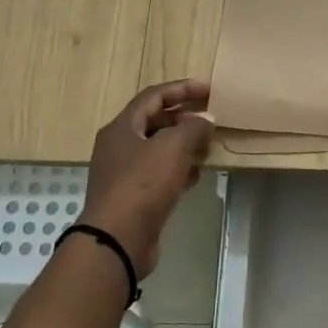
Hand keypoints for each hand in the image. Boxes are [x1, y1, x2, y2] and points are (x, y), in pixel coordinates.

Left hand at [78, 79, 213, 275]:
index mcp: (122, 127)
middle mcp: (119, 146)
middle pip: (155, 121)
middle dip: (184, 119)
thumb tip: (206, 119)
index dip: (181, 89)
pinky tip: (196, 176)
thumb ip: (193, 128)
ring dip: (183, 145)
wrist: (117, 239)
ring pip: (158, 149)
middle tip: (210, 121)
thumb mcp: (173, 147)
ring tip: (208, 148)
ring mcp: (123, 173)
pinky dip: (178, 169)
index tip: (209, 90)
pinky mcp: (132, 196)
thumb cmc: (143, 184)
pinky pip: (158, 173)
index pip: (153, 96)